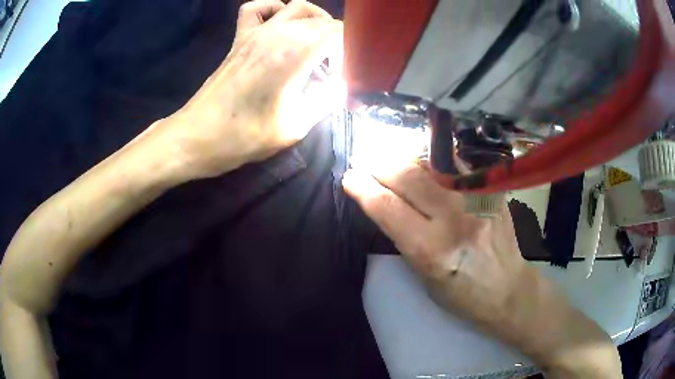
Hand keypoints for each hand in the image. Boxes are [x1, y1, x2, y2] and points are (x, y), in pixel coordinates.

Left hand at [157, 0, 343, 178]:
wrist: (198, 137)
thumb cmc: (245, 136)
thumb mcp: (295, 127)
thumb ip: (324, 101)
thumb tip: (339, 87)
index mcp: (294, 54)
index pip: (337, 31)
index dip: (349, 48)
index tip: (343, 73)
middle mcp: (277, 34)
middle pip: (319, 19)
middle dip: (335, 39)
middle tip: (332, 67)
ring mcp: (255, 33)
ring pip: (295, 6)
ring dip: (313, 19)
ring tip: (314, 42)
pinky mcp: (238, 38)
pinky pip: (255, 9)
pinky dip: (273, 8)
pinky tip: (279, 24)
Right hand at [343, 164, 527, 334]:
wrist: (507, 289)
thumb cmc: (461, 293)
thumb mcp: (423, 275)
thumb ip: (403, 235)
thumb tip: (383, 200)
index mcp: (432, 249)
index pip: (388, 207)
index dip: (363, 187)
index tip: (350, 177)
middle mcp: (455, 218)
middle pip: (408, 175)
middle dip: (380, 166)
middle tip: (369, 166)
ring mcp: (477, 199)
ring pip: (431, 162)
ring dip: (405, 159)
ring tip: (394, 164)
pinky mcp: (492, 190)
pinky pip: (456, 163)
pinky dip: (434, 161)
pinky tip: (426, 165)